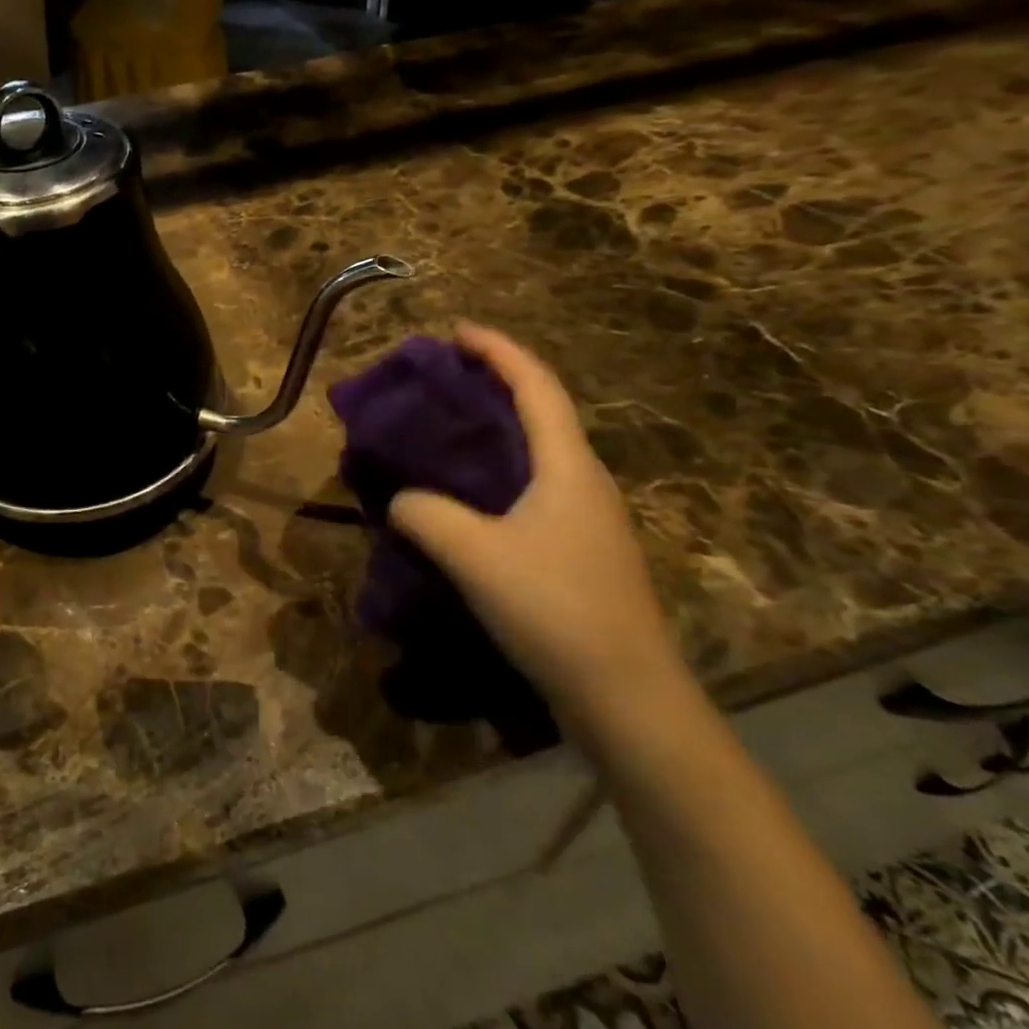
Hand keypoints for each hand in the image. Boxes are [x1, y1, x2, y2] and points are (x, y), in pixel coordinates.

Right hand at [388, 324, 686, 734]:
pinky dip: (497, 472)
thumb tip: (400, 500)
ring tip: (446, 431)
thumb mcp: (474, 556)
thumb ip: (425, 514)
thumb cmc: (555, 610)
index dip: (497, 351)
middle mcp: (585, 481)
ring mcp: (588, 518)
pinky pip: (533, 488)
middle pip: (540, 412)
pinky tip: (466, 497)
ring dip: (495, 430)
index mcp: (568, 466)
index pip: (535, 386)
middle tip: (442, 380)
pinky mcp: (580, 550)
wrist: (628, 696)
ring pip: (537, 453)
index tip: (456, 332)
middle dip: (494, 384)